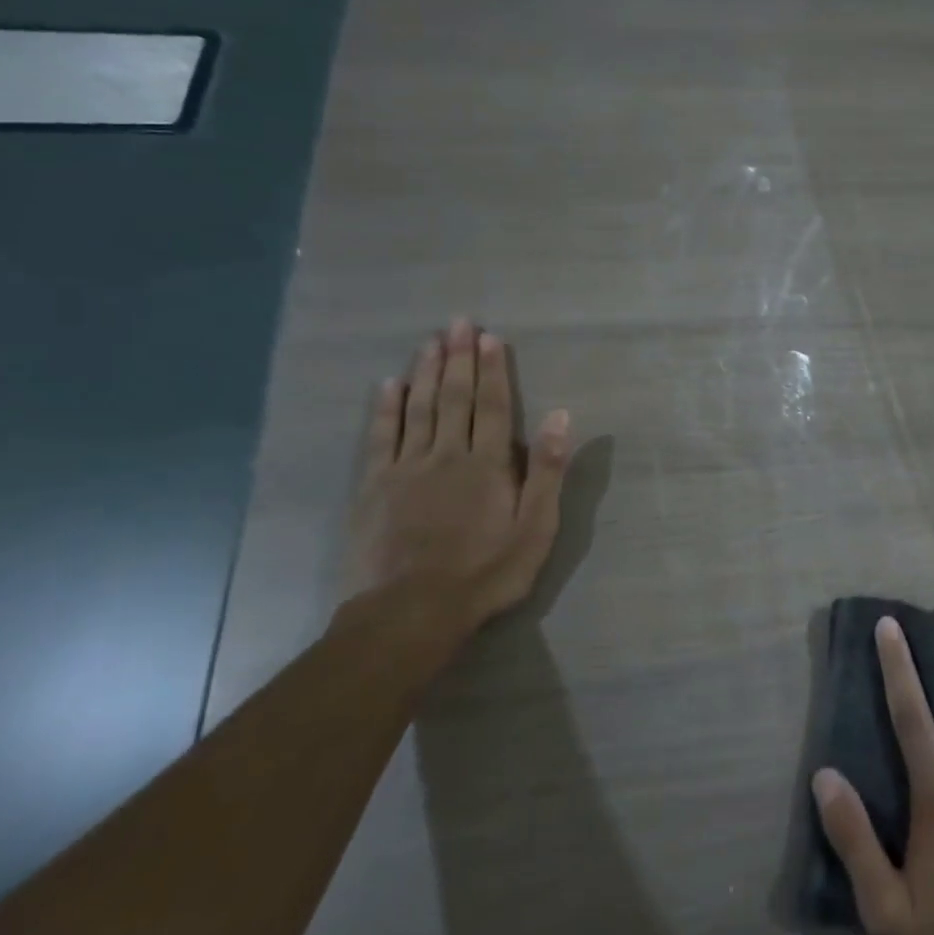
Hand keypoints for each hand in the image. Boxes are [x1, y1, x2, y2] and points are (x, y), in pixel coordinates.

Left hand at [341, 318, 571, 632]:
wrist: (412, 611)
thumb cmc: (486, 572)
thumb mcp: (535, 528)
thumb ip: (546, 471)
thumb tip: (559, 416)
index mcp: (488, 464)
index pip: (492, 406)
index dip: (492, 370)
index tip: (489, 338)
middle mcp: (446, 454)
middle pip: (454, 398)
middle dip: (458, 358)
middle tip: (457, 323)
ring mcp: (406, 468)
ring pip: (418, 409)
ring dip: (425, 372)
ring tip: (429, 342)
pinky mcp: (375, 487)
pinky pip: (380, 437)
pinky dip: (385, 408)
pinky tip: (389, 385)